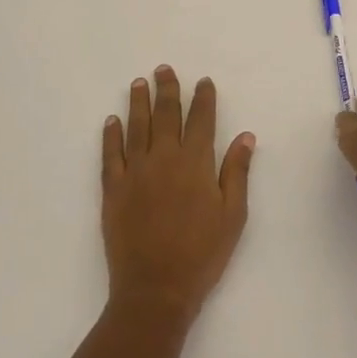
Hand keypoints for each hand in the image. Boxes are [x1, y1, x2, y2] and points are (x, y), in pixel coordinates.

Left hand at [102, 66, 254, 325]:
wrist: (155, 288)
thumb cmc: (202, 253)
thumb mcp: (233, 214)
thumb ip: (237, 171)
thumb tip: (245, 135)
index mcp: (196, 163)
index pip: (201, 120)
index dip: (203, 98)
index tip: (203, 81)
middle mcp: (164, 158)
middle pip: (166, 115)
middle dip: (167, 89)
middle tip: (163, 69)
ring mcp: (135, 172)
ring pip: (136, 127)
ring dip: (138, 103)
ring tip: (138, 83)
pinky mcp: (113, 190)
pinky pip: (110, 154)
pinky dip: (110, 135)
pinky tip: (111, 121)